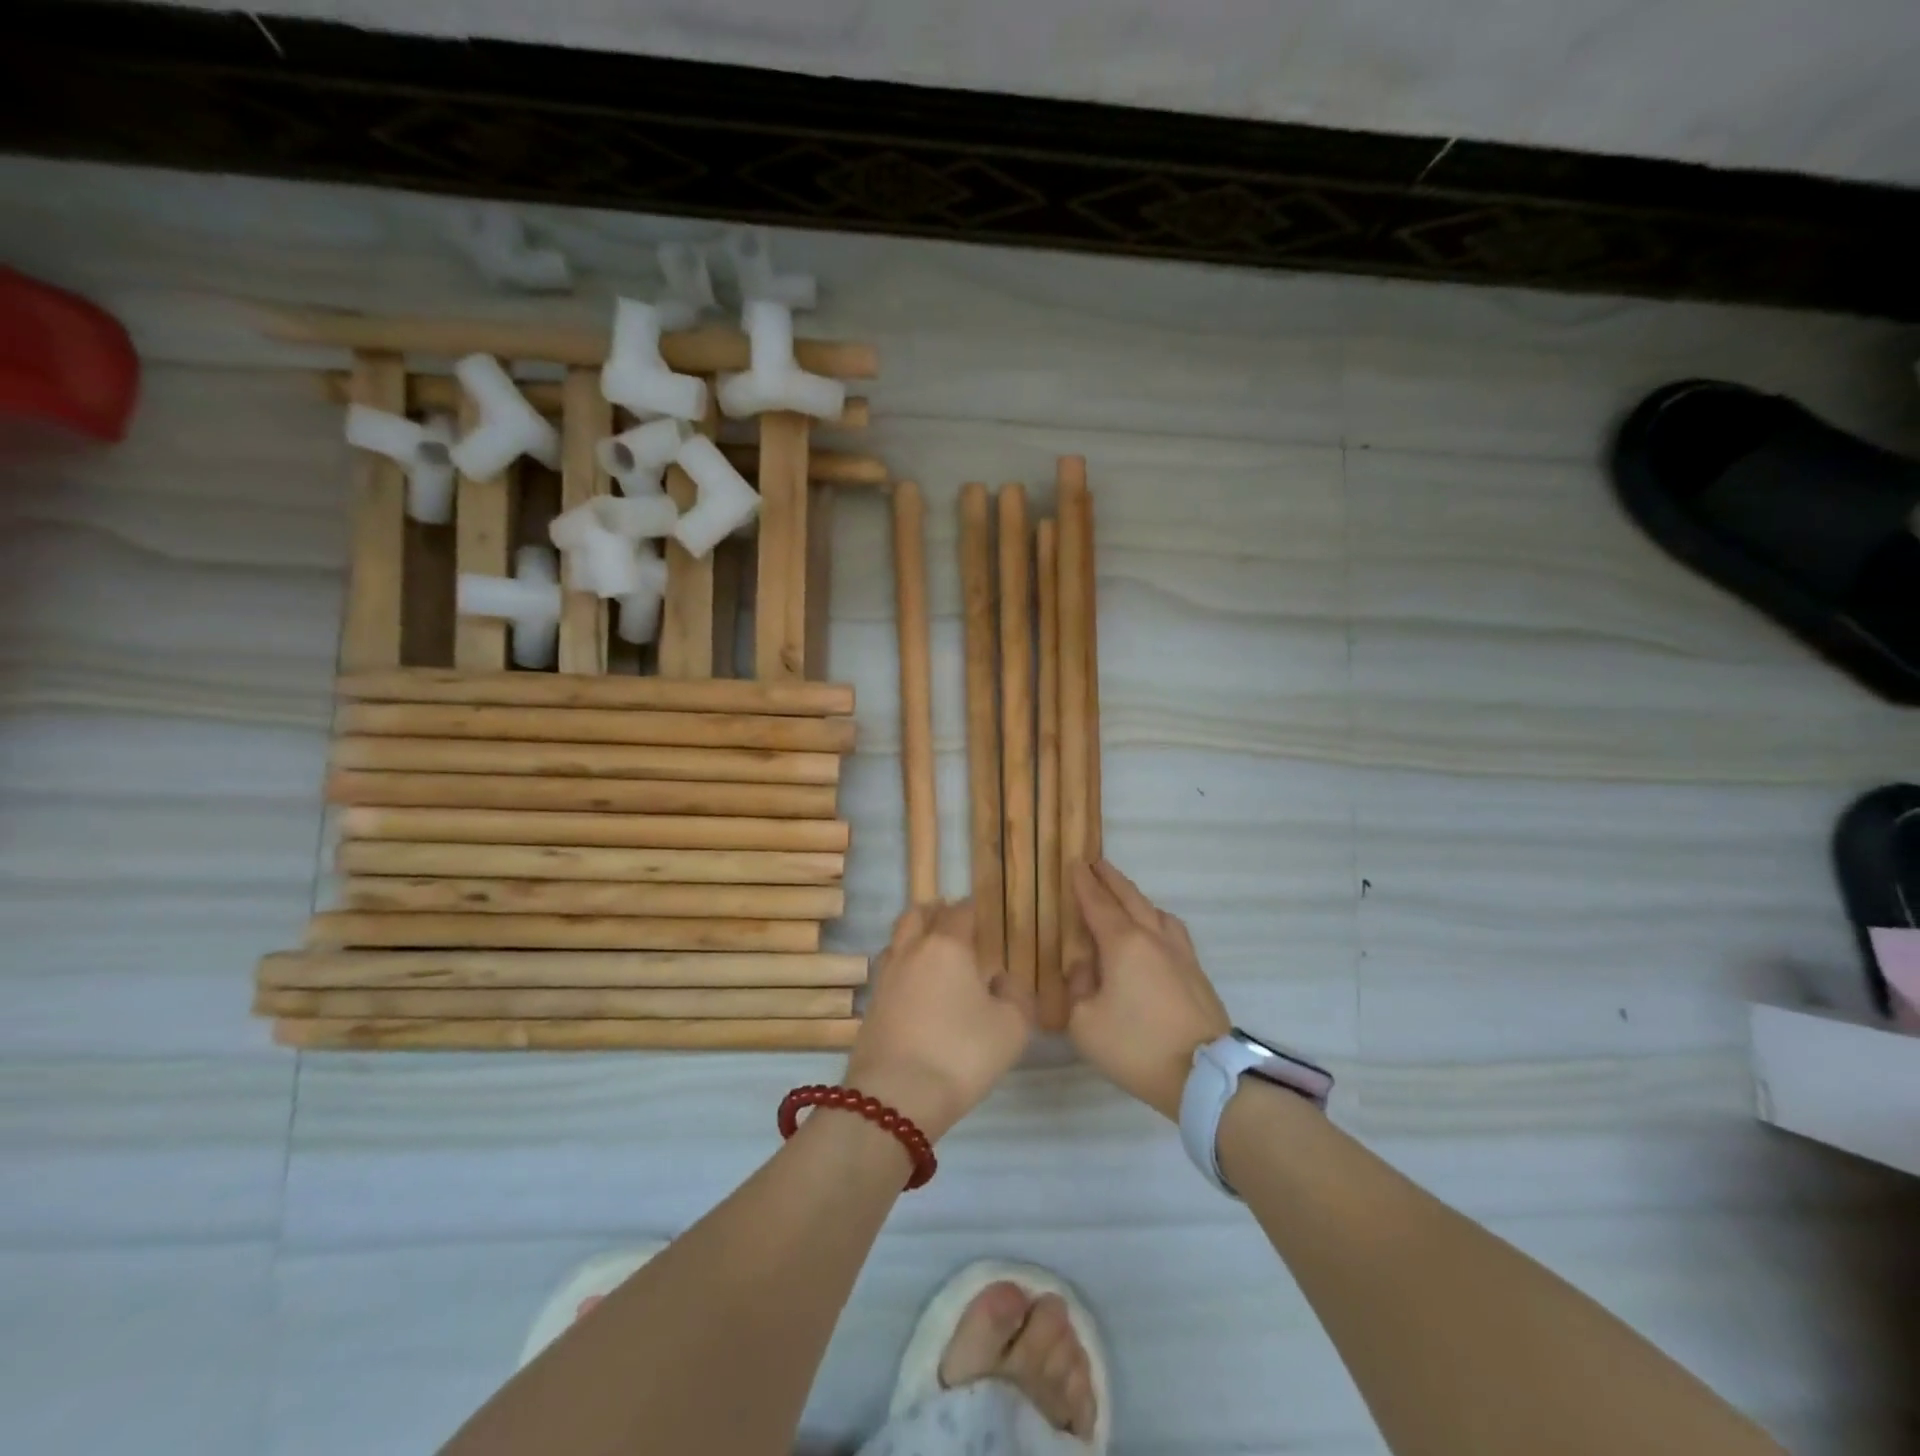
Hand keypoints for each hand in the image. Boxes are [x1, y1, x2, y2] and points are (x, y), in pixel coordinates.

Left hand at [844, 900, 1032, 1141]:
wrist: (894, 1098)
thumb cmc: (961, 1054)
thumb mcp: (1011, 1028)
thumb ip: (1016, 996)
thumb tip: (1001, 980)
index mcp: (947, 945)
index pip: (960, 911)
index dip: (974, 908)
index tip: (986, 915)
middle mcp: (911, 951)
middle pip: (918, 914)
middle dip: (937, 913)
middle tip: (956, 924)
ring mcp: (885, 977)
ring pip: (898, 940)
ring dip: (915, 938)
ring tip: (935, 954)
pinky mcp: (871, 1005)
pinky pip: (890, 971)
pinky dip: (904, 968)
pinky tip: (918, 989)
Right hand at [1067, 859, 1230, 1120]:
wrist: (1203, 1075)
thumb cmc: (1136, 1046)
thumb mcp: (1085, 1023)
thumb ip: (1077, 987)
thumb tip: (1083, 967)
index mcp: (1122, 944)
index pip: (1098, 904)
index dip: (1084, 884)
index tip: (1075, 864)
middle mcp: (1152, 938)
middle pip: (1130, 898)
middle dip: (1110, 879)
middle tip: (1096, 863)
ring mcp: (1180, 954)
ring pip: (1156, 911)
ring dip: (1136, 897)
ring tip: (1125, 896)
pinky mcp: (1197, 973)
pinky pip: (1173, 931)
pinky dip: (1156, 919)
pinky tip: (1156, 930)